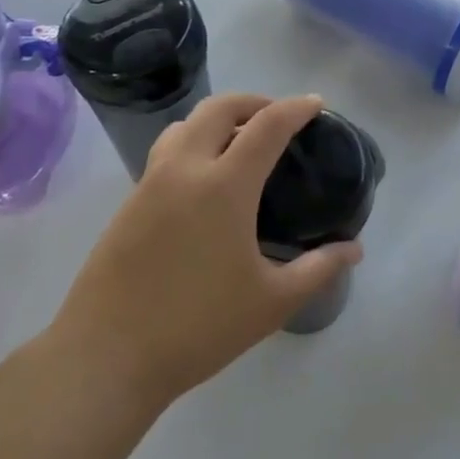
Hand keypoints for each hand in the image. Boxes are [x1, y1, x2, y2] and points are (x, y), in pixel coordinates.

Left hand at [46, 93, 361, 409]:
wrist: (105, 357)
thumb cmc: (197, 327)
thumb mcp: (272, 302)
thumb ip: (318, 269)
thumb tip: (354, 250)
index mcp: (224, 185)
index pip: (267, 125)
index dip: (296, 108)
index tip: (316, 104)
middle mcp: (185, 170)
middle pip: (219, 108)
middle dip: (253, 101)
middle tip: (278, 117)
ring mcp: (150, 184)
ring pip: (184, 126)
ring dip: (217, 119)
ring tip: (239, 142)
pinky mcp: (128, 204)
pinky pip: (166, 153)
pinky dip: (193, 144)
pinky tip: (205, 183)